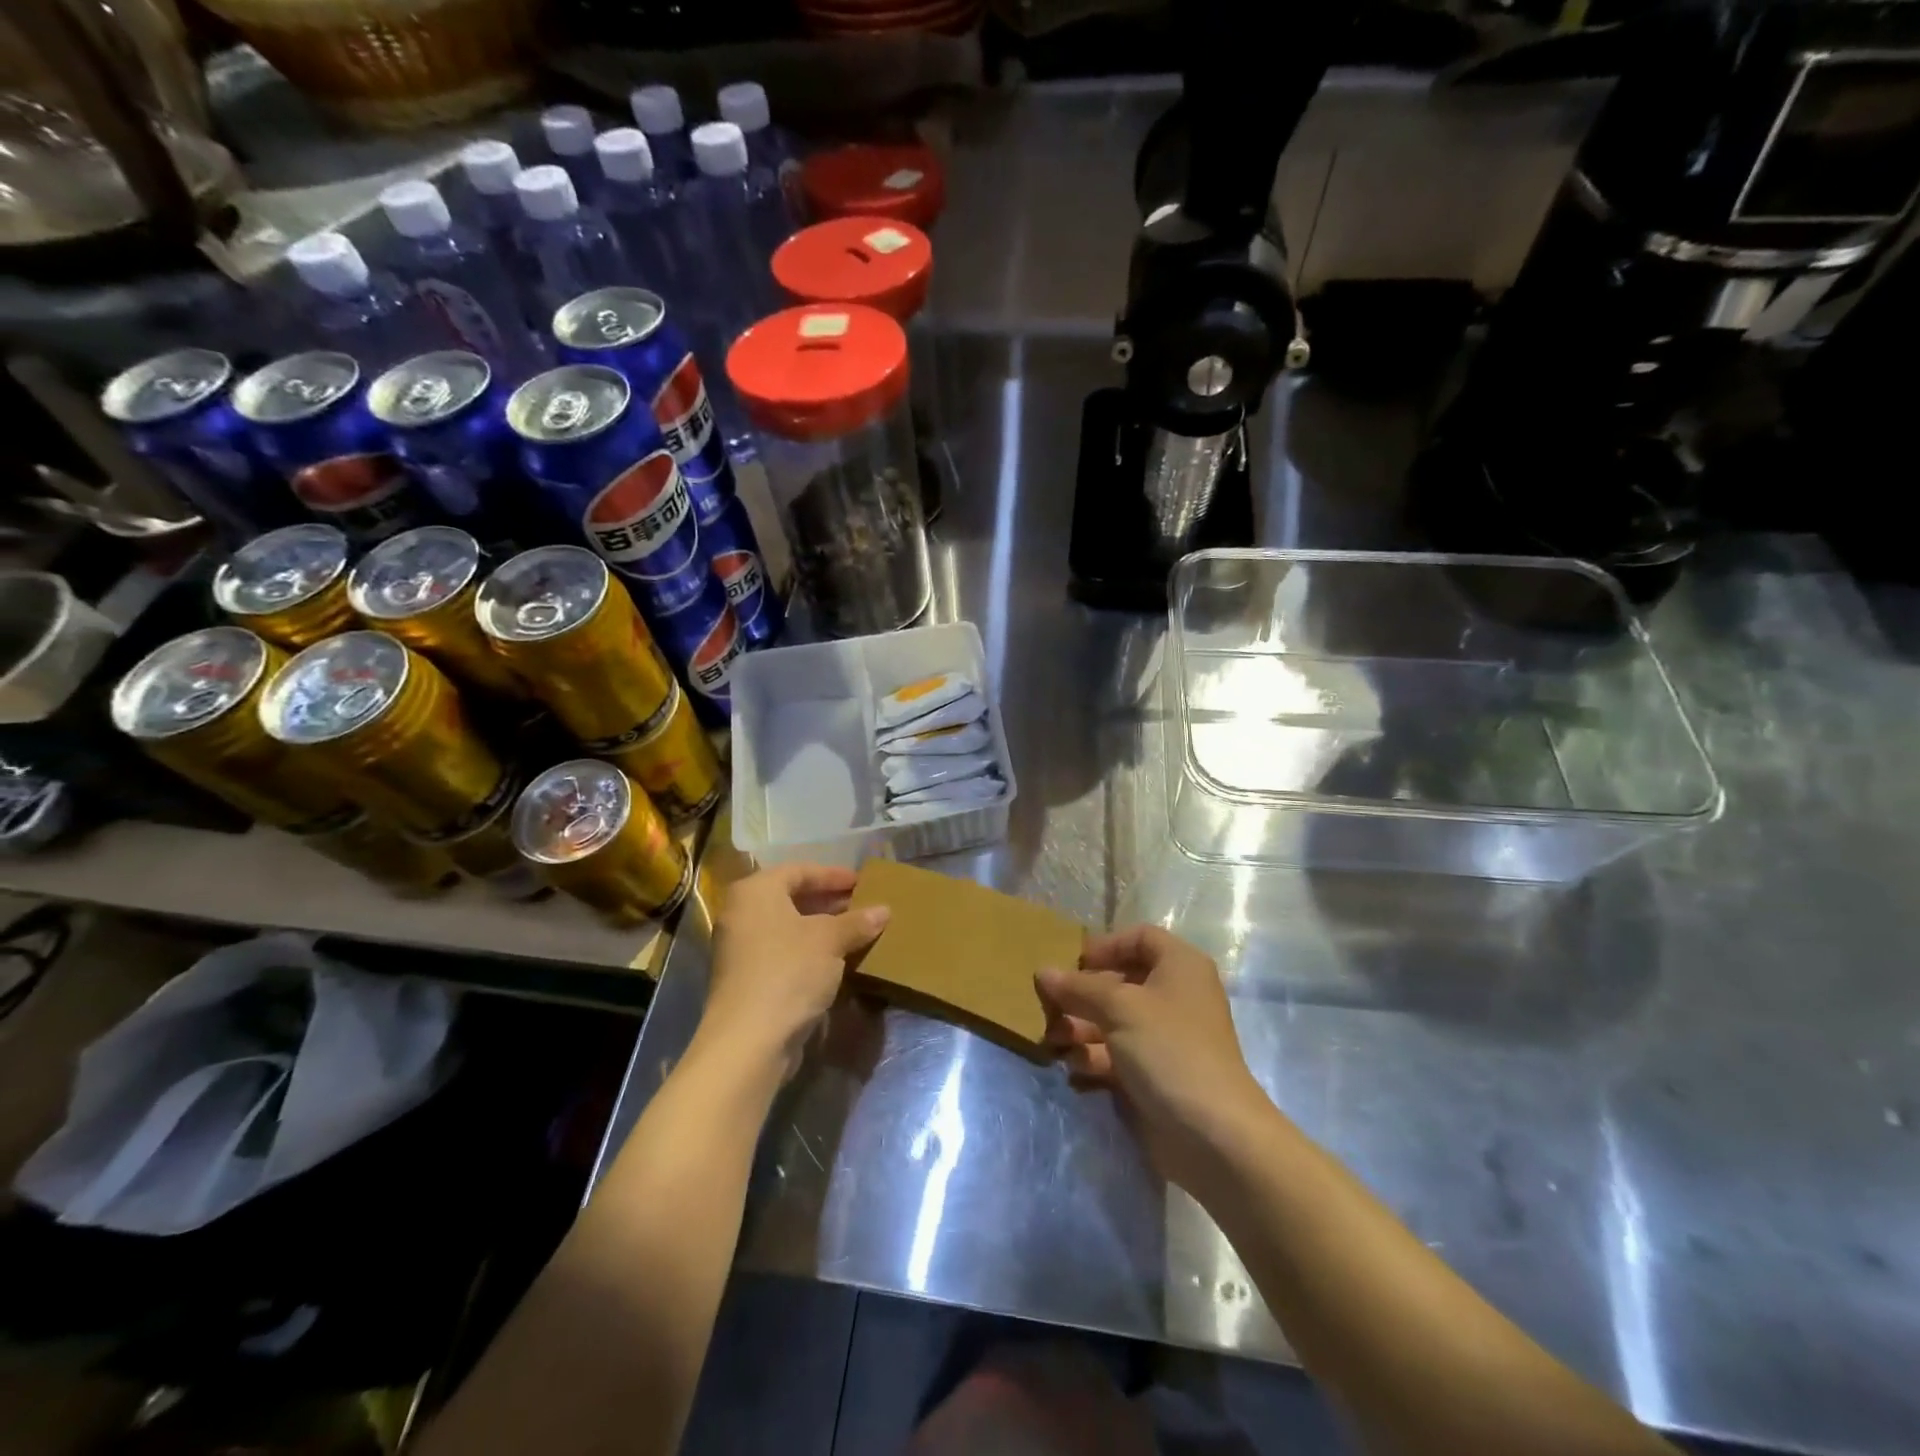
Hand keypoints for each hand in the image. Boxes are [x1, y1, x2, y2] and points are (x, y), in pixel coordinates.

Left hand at [700, 863, 890, 1082]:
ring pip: (788, 928)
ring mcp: (741, 949)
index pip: (798, 871)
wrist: (749, 1040)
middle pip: (791, 898)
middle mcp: (742, 915)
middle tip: (862, 906)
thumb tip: (884, 910)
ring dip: (822, 929)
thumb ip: (857, 921)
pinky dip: (810, 951)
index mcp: (755, 892)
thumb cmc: (789, 971)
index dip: (832, 875)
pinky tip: (838, 961)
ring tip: (856, 932)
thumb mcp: (830, 940)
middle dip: (829, 902)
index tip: (861, 882)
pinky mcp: (747, 980)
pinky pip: (784, 953)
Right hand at [1036, 926, 1270, 1190]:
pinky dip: (1094, 1059)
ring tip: (1054, 1042)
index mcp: (1179, 966)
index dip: (1106, 946)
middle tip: (1050, 1007)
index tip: (1075, 964)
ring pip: (1114, 1021)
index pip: (1140, 937)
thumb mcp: (1119, 1008)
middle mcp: (1175, 996)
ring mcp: (1165, 1038)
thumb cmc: (1169, 1049)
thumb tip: (1043, 972)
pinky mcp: (1155, 1074)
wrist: (1213, 1135)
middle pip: (1121, 981)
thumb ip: (1079, 987)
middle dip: (1083, 994)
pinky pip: (1117, 1055)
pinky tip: (1074, 1070)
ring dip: (1081, 1029)